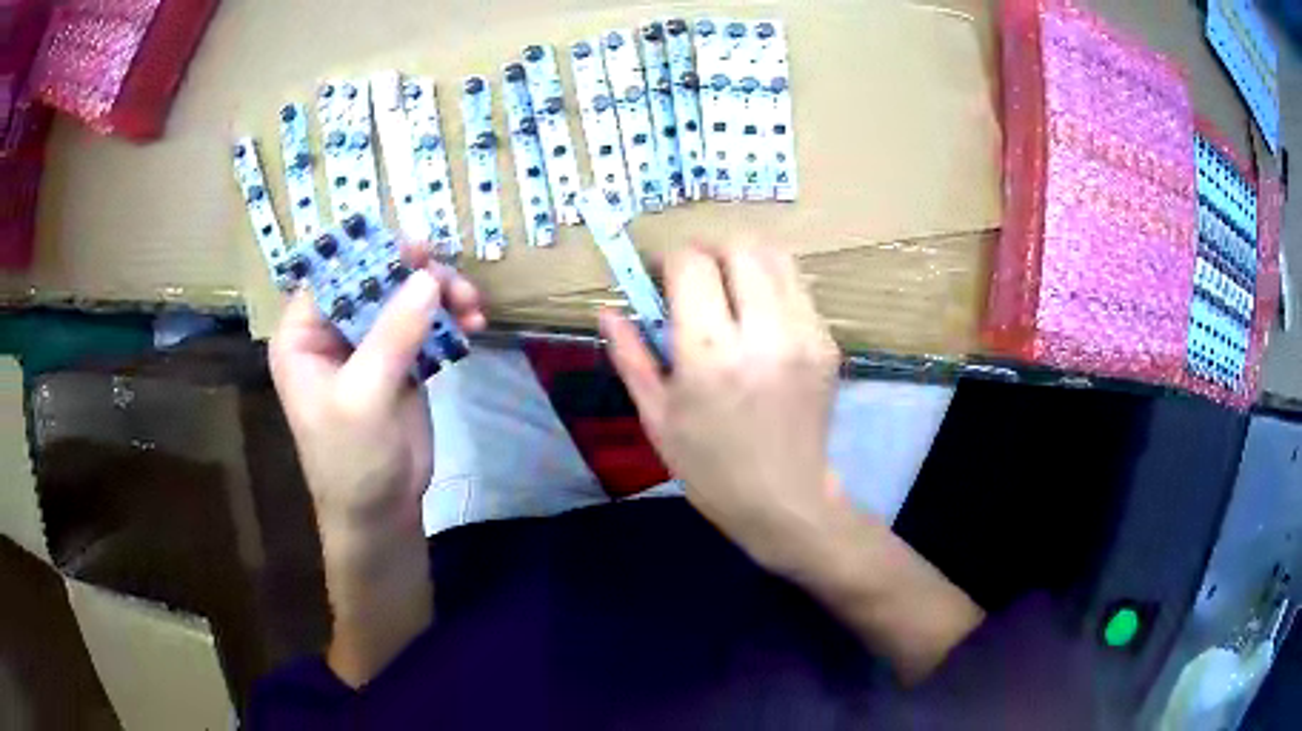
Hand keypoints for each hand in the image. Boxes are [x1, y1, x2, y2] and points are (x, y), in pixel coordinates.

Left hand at [269, 252, 486, 530]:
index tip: (417, 248)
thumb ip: (393, 336)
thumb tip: (427, 277)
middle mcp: (332, 333)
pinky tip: (473, 324)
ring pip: (405, 299)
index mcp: (303, 336)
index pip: (332, 277)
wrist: (381, 514)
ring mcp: (368, 346)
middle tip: (453, 282)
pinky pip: (425, 325)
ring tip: (473, 307)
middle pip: (375, 281)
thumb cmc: (351, 461)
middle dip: (416, 277)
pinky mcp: (399, 362)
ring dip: (441, 296)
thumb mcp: (364, 397)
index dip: (371, 255)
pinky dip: (450, 320)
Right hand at [601, 243, 842, 573]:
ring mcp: (805, 334)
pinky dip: (772, 287)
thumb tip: (606, 309)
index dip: (670, 259)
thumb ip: (630, 355)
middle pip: (741, 245)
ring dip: (745, 261)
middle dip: (710, 250)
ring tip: (729, 291)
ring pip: (777, 256)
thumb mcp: (656, 417)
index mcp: (709, 354)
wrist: (785, 501)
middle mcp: (763, 333)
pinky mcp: (828, 343)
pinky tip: (759, 320)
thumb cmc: (709, 467)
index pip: (692, 262)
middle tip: (696, 278)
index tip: (661, 278)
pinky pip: (798, 287)